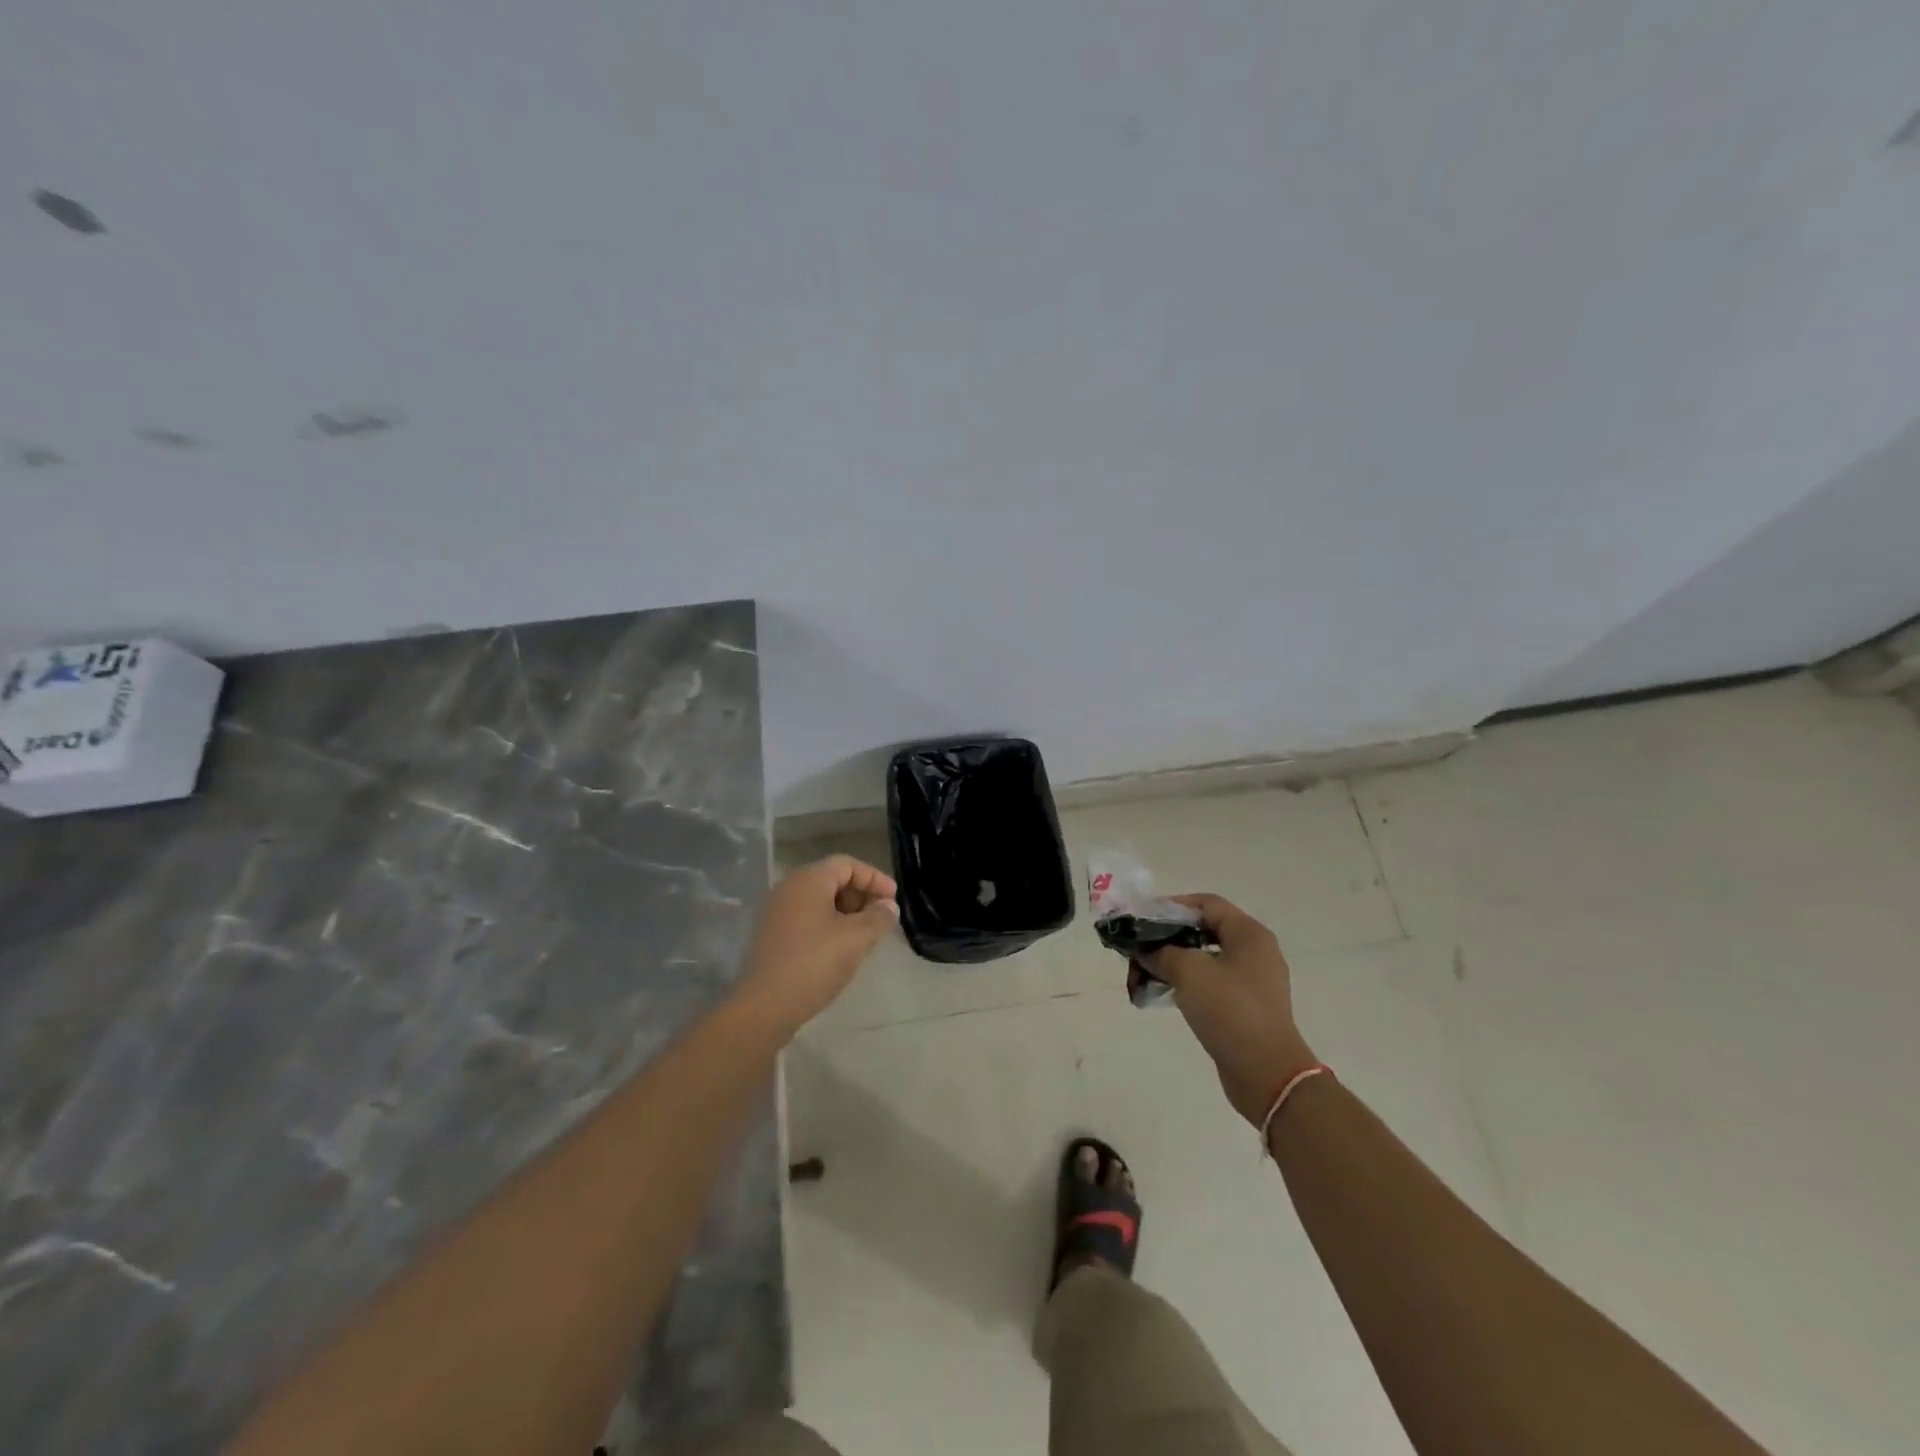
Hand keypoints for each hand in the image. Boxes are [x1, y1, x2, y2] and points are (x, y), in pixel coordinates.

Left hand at [739, 855, 898, 1032]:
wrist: (764, 1006)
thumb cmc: (815, 963)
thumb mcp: (857, 939)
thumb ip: (879, 917)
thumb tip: (888, 906)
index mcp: (808, 880)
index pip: (847, 864)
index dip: (874, 878)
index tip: (893, 899)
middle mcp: (788, 888)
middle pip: (832, 879)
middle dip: (860, 895)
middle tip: (880, 918)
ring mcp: (775, 912)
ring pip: (819, 901)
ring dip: (846, 912)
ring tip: (864, 935)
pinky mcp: (770, 935)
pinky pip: (805, 918)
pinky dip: (827, 924)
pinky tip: (840, 949)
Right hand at [1145, 894, 1316, 1125]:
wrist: (1266, 1073)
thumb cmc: (1230, 1010)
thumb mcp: (1188, 972)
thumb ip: (1161, 951)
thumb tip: (1144, 948)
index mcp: (1248, 934)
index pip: (1205, 903)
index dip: (1170, 906)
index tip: (1141, 919)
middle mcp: (1254, 951)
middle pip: (1202, 930)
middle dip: (1166, 937)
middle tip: (1137, 948)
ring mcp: (1251, 980)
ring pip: (1203, 958)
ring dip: (1170, 962)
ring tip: (1141, 974)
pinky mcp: (1245, 1006)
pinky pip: (1210, 983)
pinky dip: (1184, 983)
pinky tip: (1160, 993)